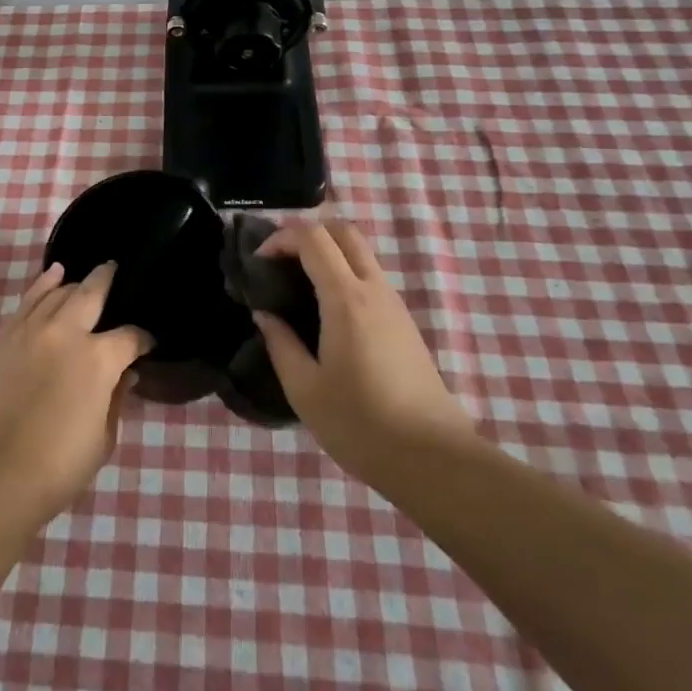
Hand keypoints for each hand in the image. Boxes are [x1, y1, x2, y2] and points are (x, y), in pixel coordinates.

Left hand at [0, 262, 152, 523]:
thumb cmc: (58, 466)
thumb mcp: (103, 439)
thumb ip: (116, 399)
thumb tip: (125, 375)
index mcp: (99, 358)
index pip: (130, 336)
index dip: (143, 339)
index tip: (146, 344)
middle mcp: (67, 332)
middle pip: (92, 292)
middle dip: (108, 279)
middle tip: (116, 270)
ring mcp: (32, 330)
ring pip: (57, 290)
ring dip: (74, 282)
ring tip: (82, 275)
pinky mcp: (4, 337)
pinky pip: (27, 300)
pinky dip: (42, 284)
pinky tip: (52, 275)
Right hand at [253, 220, 474, 485]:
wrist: (432, 459)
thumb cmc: (360, 423)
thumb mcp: (305, 389)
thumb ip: (280, 343)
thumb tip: (265, 315)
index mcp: (346, 298)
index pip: (314, 238)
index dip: (282, 237)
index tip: (259, 261)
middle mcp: (374, 290)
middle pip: (344, 231)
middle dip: (309, 232)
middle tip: (280, 259)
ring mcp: (394, 305)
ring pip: (361, 253)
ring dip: (328, 253)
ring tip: (298, 284)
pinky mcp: (404, 323)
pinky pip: (370, 278)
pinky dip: (343, 273)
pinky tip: (325, 311)